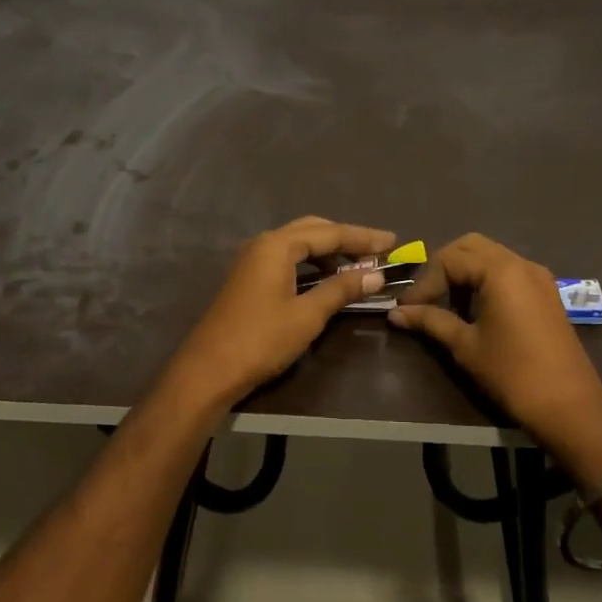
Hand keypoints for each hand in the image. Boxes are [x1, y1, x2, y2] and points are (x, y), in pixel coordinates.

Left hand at [164, 217, 397, 408]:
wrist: (209, 370)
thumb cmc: (261, 340)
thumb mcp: (307, 315)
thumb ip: (341, 290)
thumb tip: (376, 274)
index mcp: (277, 245)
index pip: (330, 233)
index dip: (363, 237)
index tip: (393, 242)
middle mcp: (263, 244)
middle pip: (313, 231)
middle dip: (346, 239)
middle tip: (377, 252)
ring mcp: (252, 261)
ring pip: (298, 245)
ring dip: (328, 253)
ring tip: (358, 268)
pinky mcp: (248, 279)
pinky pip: (287, 260)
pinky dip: (311, 265)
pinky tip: (326, 280)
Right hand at [389, 233, 601, 466]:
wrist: (569, 406)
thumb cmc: (512, 373)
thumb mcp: (465, 346)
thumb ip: (430, 321)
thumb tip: (396, 313)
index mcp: (500, 271)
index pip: (450, 259)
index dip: (424, 282)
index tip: (408, 309)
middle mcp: (521, 263)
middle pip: (471, 247)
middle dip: (443, 267)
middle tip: (426, 297)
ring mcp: (539, 277)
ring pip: (492, 257)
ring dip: (465, 273)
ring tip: (446, 305)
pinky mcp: (547, 294)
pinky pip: (509, 272)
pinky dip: (486, 280)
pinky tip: (475, 310)